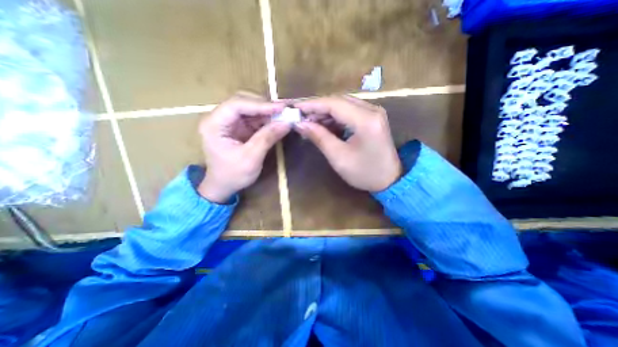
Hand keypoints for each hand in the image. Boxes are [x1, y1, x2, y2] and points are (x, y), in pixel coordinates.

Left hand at [199, 94, 292, 204]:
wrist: (224, 186)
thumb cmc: (233, 175)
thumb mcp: (251, 158)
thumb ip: (267, 138)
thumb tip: (286, 123)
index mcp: (214, 124)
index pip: (236, 105)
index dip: (260, 104)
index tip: (281, 108)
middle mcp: (219, 118)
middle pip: (243, 101)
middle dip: (264, 105)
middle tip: (284, 110)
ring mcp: (229, 122)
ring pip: (250, 108)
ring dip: (267, 111)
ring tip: (284, 114)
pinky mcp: (238, 127)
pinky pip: (254, 118)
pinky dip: (266, 119)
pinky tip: (277, 121)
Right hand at [295, 95, 402, 191]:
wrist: (389, 180)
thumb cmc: (364, 173)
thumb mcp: (338, 157)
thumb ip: (319, 137)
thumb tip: (300, 124)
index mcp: (366, 120)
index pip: (334, 104)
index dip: (312, 105)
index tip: (295, 108)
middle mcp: (372, 110)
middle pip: (338, 101)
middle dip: (318, 109)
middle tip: (301, 118)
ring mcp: (373, 112)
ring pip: (343, 105)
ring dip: (325, 113)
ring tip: (310, 124)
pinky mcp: (372, 118)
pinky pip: (349, 112)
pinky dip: (335, 118)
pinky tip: (324, 126)